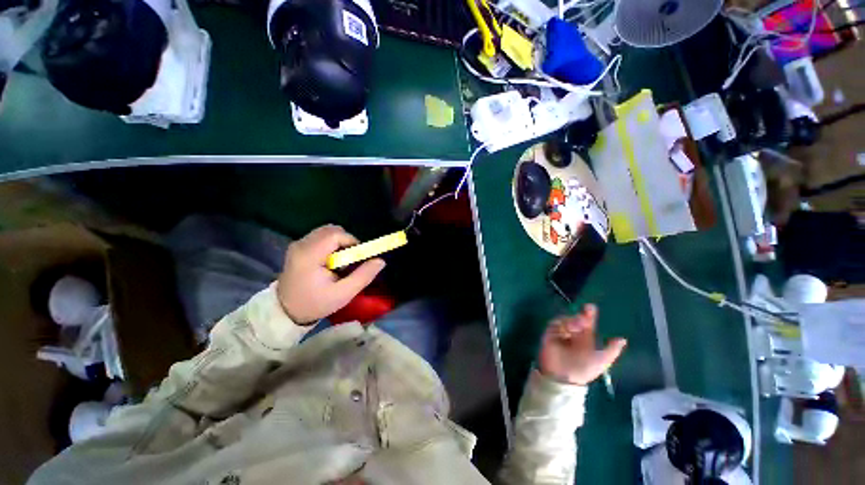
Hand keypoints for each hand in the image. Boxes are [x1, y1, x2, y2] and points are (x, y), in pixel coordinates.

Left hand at [277, 225, 385, 324]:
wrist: (286, 311)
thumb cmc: (315, 303)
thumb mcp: (343, 294)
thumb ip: (363, 276)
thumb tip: (381, 261)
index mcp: (309, 255)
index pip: (336, 235)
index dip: (352, 242)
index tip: (356, 258)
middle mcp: (301, 244)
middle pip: (331, 230)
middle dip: (346, 241)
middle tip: (350, 260)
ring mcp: (298, 244)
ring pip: (326, 231)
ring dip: (339, 242)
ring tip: (340, 262)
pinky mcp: (298, 247)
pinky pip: (320, 237)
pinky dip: (331, 244)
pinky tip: (330, 261)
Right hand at [538, 304, 626, 385]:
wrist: (564, 377)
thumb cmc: (584, 369)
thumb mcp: (602, 361)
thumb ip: (612, 350)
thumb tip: (623, 339)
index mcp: (585, 338)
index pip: (587, 323)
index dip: (589, 314)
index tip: (590, 307)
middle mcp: (573, 333)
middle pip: (576, 318)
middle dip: (580, 316)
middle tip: (584, 318)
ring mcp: (561, 333)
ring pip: (565, 319)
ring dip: (571, 321)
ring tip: (576, 328)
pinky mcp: (550, 334)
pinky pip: (554, 324)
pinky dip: (560, 325)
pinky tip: (566, 330)